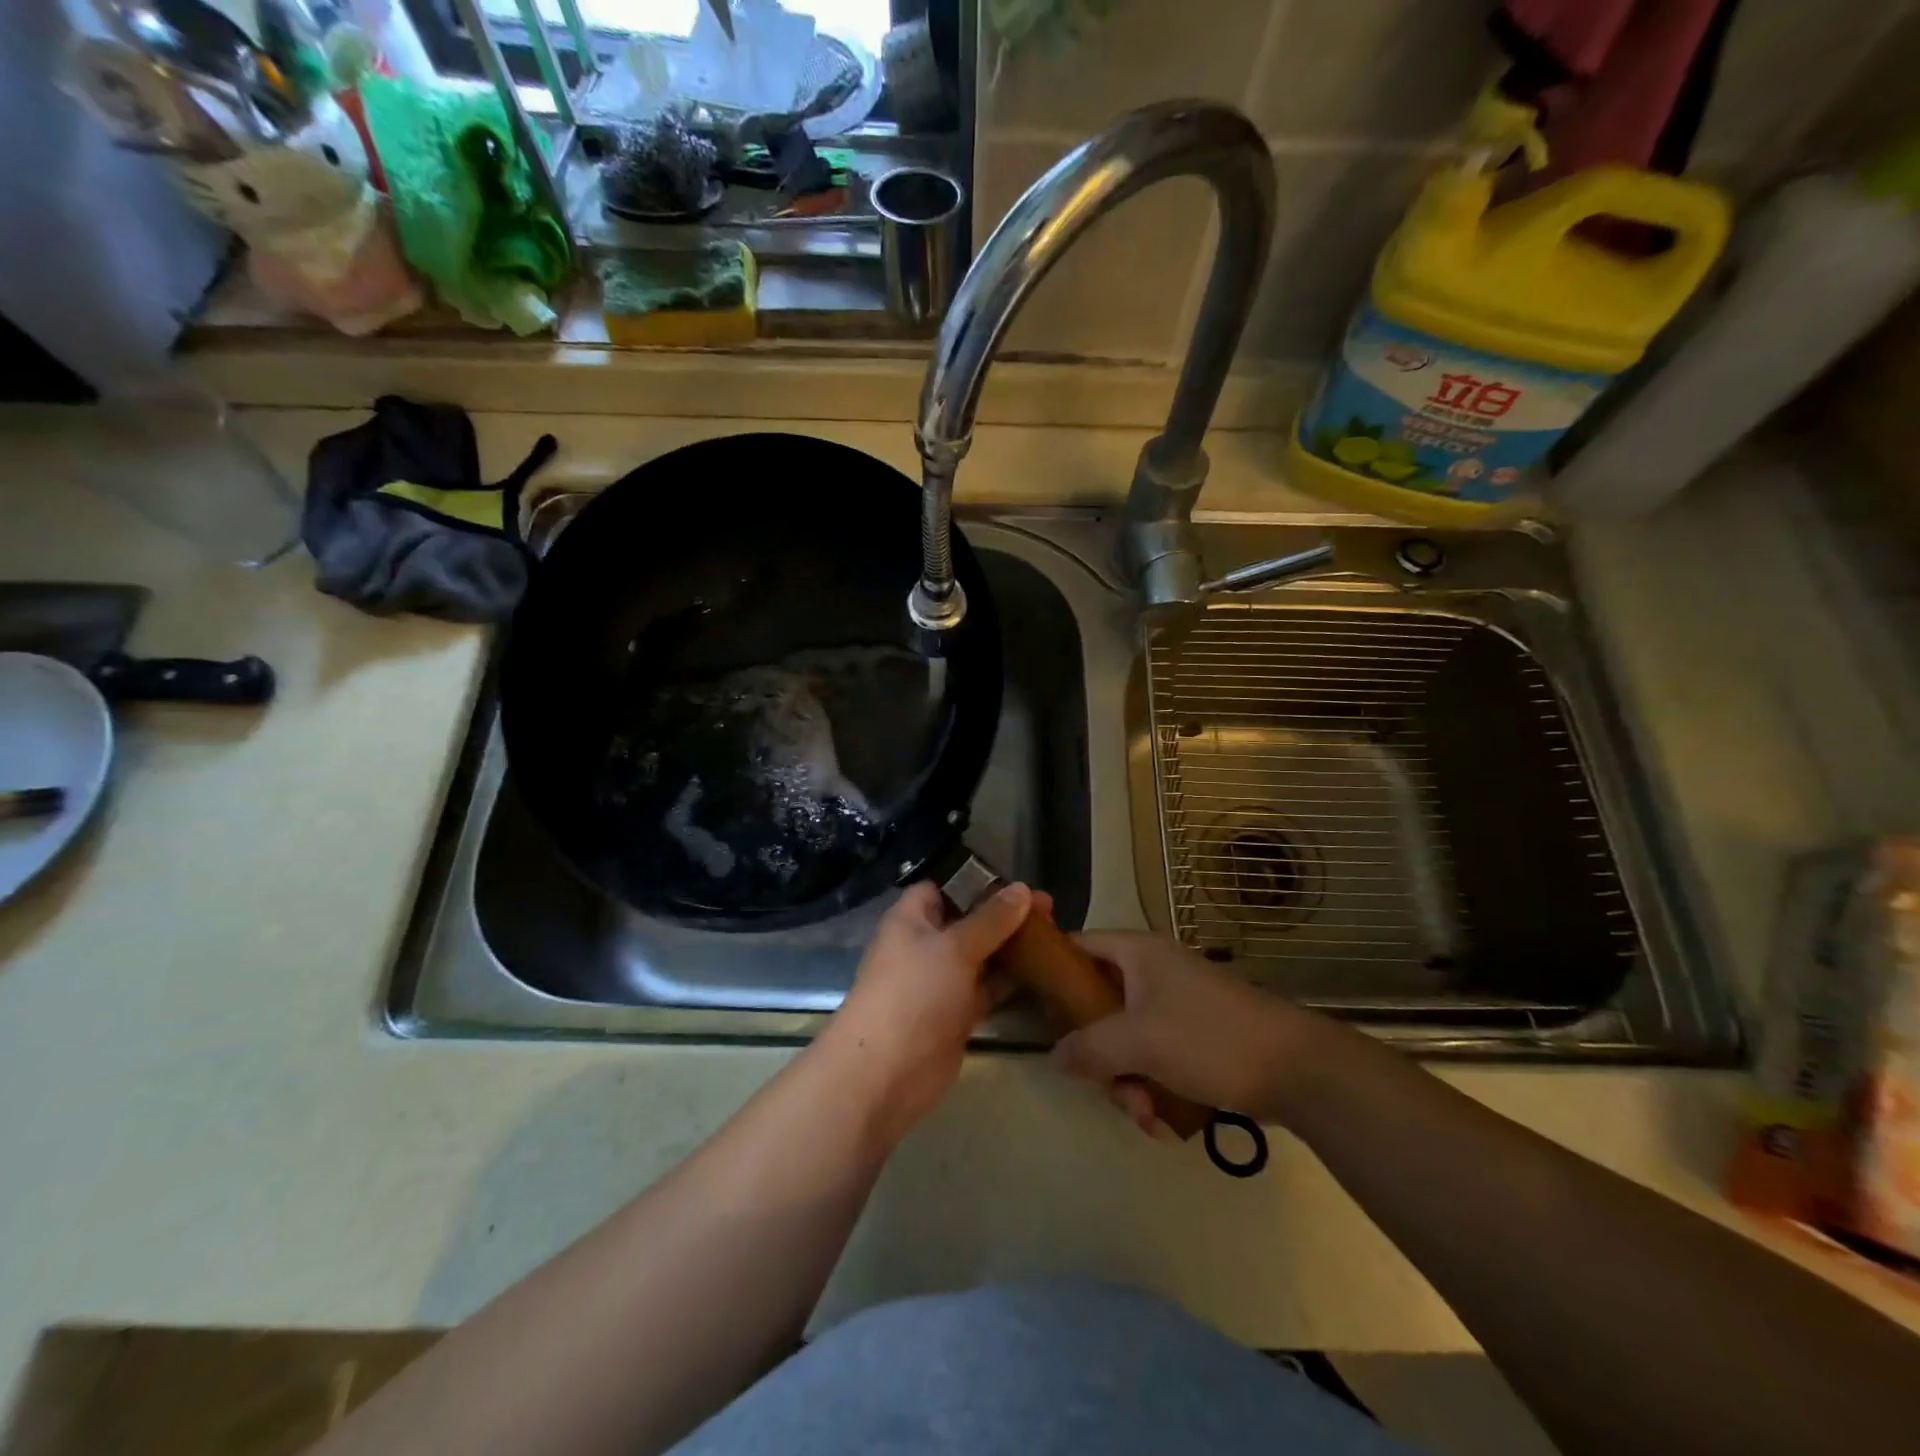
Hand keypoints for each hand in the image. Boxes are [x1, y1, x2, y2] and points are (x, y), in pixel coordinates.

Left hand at [820, 881, 1041, 1140]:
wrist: (887, 1073)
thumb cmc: (915, 993)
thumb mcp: (955, 947)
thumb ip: (992, 919)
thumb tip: (1022, 888)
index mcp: (911, 919)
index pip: (943, 887)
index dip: (976, 882)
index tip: (1016, 884)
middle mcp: (924, 946)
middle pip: (967, 921)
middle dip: (1004, 916)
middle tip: (1050, 911)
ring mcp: (940, 983)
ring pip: (980, 956)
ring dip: (1011, 949)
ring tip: (1054, 937)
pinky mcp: (955, 1015)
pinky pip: (986, 989)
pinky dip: (1009, 982)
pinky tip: (1043, 974)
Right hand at [1050, 932, 1312, 1130]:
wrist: (1298, 1070)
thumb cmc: (1210, 1039)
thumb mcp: (1139, 1041)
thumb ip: (1088, 1047)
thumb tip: (1054, 1056)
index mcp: (1137, 953)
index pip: (1078, 946)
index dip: (1051, 970)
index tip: (1032, 1006)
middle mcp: (1153, 972)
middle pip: (1099, 1007)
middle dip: (1101, 1056)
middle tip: (1108, 1086)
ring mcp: (1176, 1006)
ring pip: (1126, 1041)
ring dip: (1128, 1083)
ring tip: (1147, 1114)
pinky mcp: (1197, 1038)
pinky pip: (1155, 1059)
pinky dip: (1154, 1089)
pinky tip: (1166, 1121)